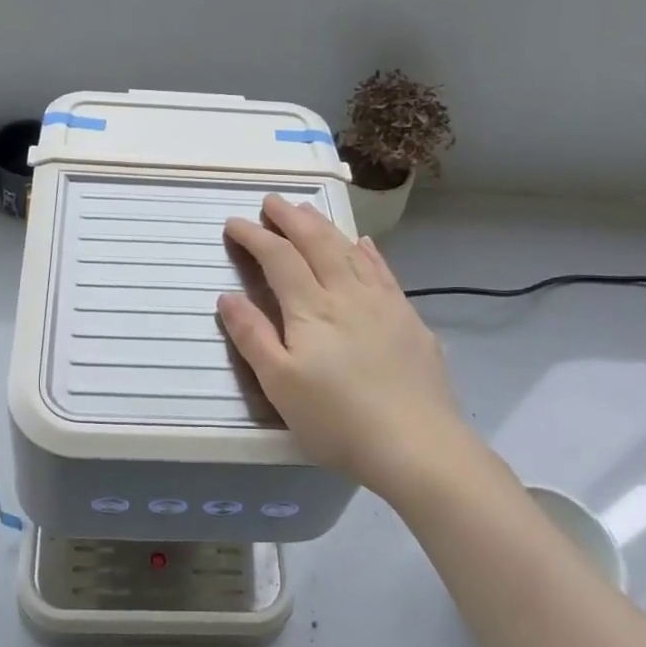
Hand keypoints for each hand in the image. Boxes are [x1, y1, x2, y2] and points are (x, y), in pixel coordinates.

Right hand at [218, 195, 494, 502]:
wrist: (417, 445)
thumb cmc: (337, 420)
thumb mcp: (280, 385)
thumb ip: (253, 337)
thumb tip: (227, 296)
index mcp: (312, 309)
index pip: (279, 258)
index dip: (255, 237)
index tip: (235, 223)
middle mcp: (348, 294)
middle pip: (317, 243)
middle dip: (291, 218)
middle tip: (272, 201)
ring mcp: (384, 303)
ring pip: (351, 250)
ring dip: (325, 227)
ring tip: (308, 212)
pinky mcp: (409, 319)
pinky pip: (384, 271)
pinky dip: (368, 251)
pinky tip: (364, 244)